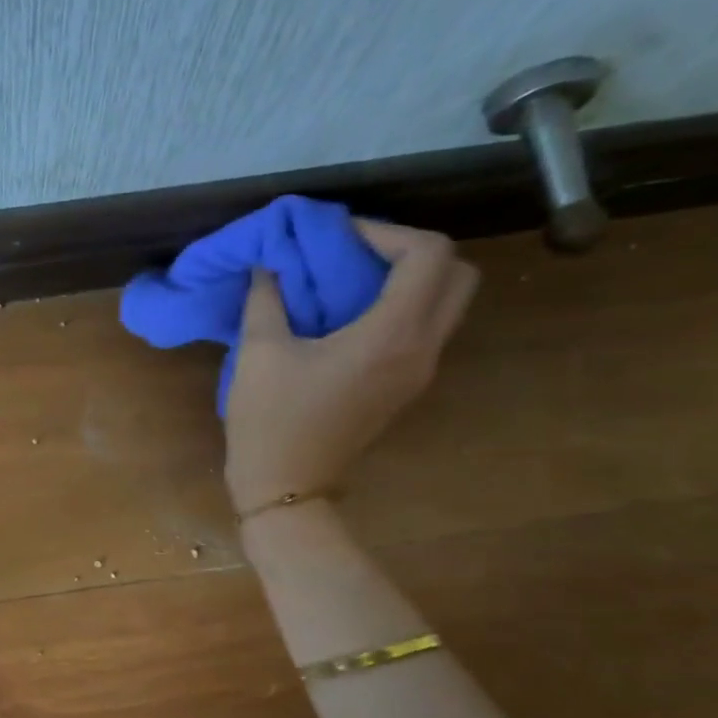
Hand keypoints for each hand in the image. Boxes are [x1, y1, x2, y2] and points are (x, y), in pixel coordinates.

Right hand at [224, 221, 477, 513]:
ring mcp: (421, 371)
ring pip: (449, 301)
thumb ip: (267, 297)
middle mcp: (422, 349)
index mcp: (391, 335)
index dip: (386, 231)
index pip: (428, 254)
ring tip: (353, 276)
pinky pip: (428, 327)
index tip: (339, 237)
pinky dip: (404, 305)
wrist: (286, 486)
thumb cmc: (270, 420)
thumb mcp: (259, 352)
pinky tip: (353, 311)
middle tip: (358, 252)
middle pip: (458, 273)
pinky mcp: (408, 386)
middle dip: (412, 250)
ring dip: (411, 277)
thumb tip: (271, 262)